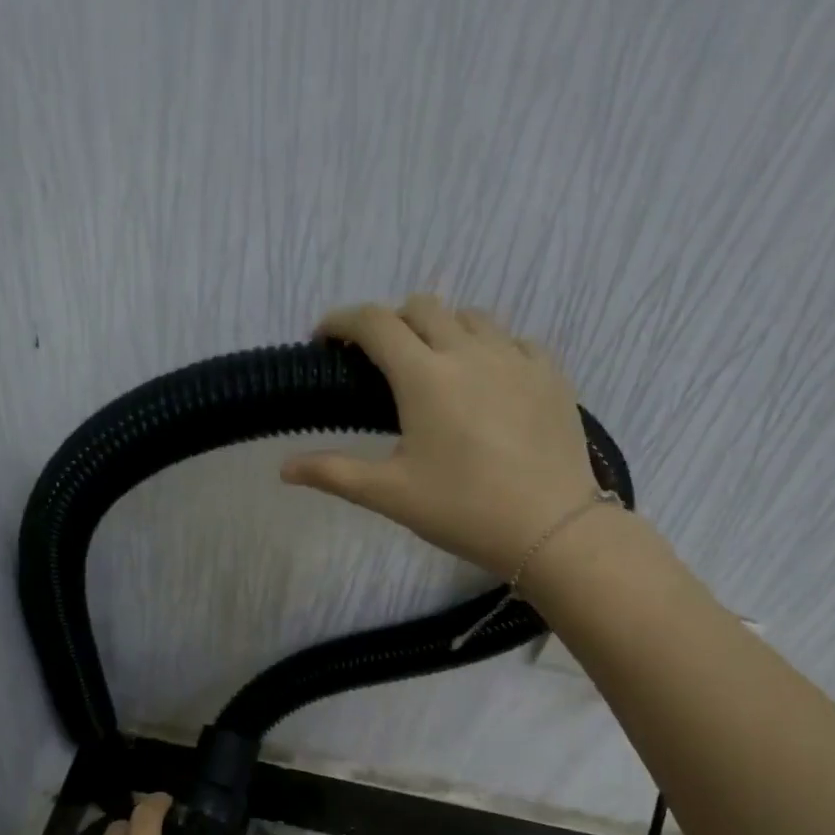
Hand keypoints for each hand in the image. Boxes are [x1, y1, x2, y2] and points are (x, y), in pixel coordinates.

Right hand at [283, 295, 601, 578]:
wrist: (551, 527)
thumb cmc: (462, 510)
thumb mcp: (389, 495)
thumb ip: (333, 473)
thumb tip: (284, 468)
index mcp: (424, 376)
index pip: (375, 323)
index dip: (342, 321)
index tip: (325, 337)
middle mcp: (469, 351)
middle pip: (423, 307)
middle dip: (392, 322)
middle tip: (379, 360)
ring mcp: (516, 357)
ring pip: (471, 317)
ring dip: (442, 329)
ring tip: (434, 367)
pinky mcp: (550, 373)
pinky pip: (513, 340)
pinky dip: (488, 348)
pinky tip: (486, 381)